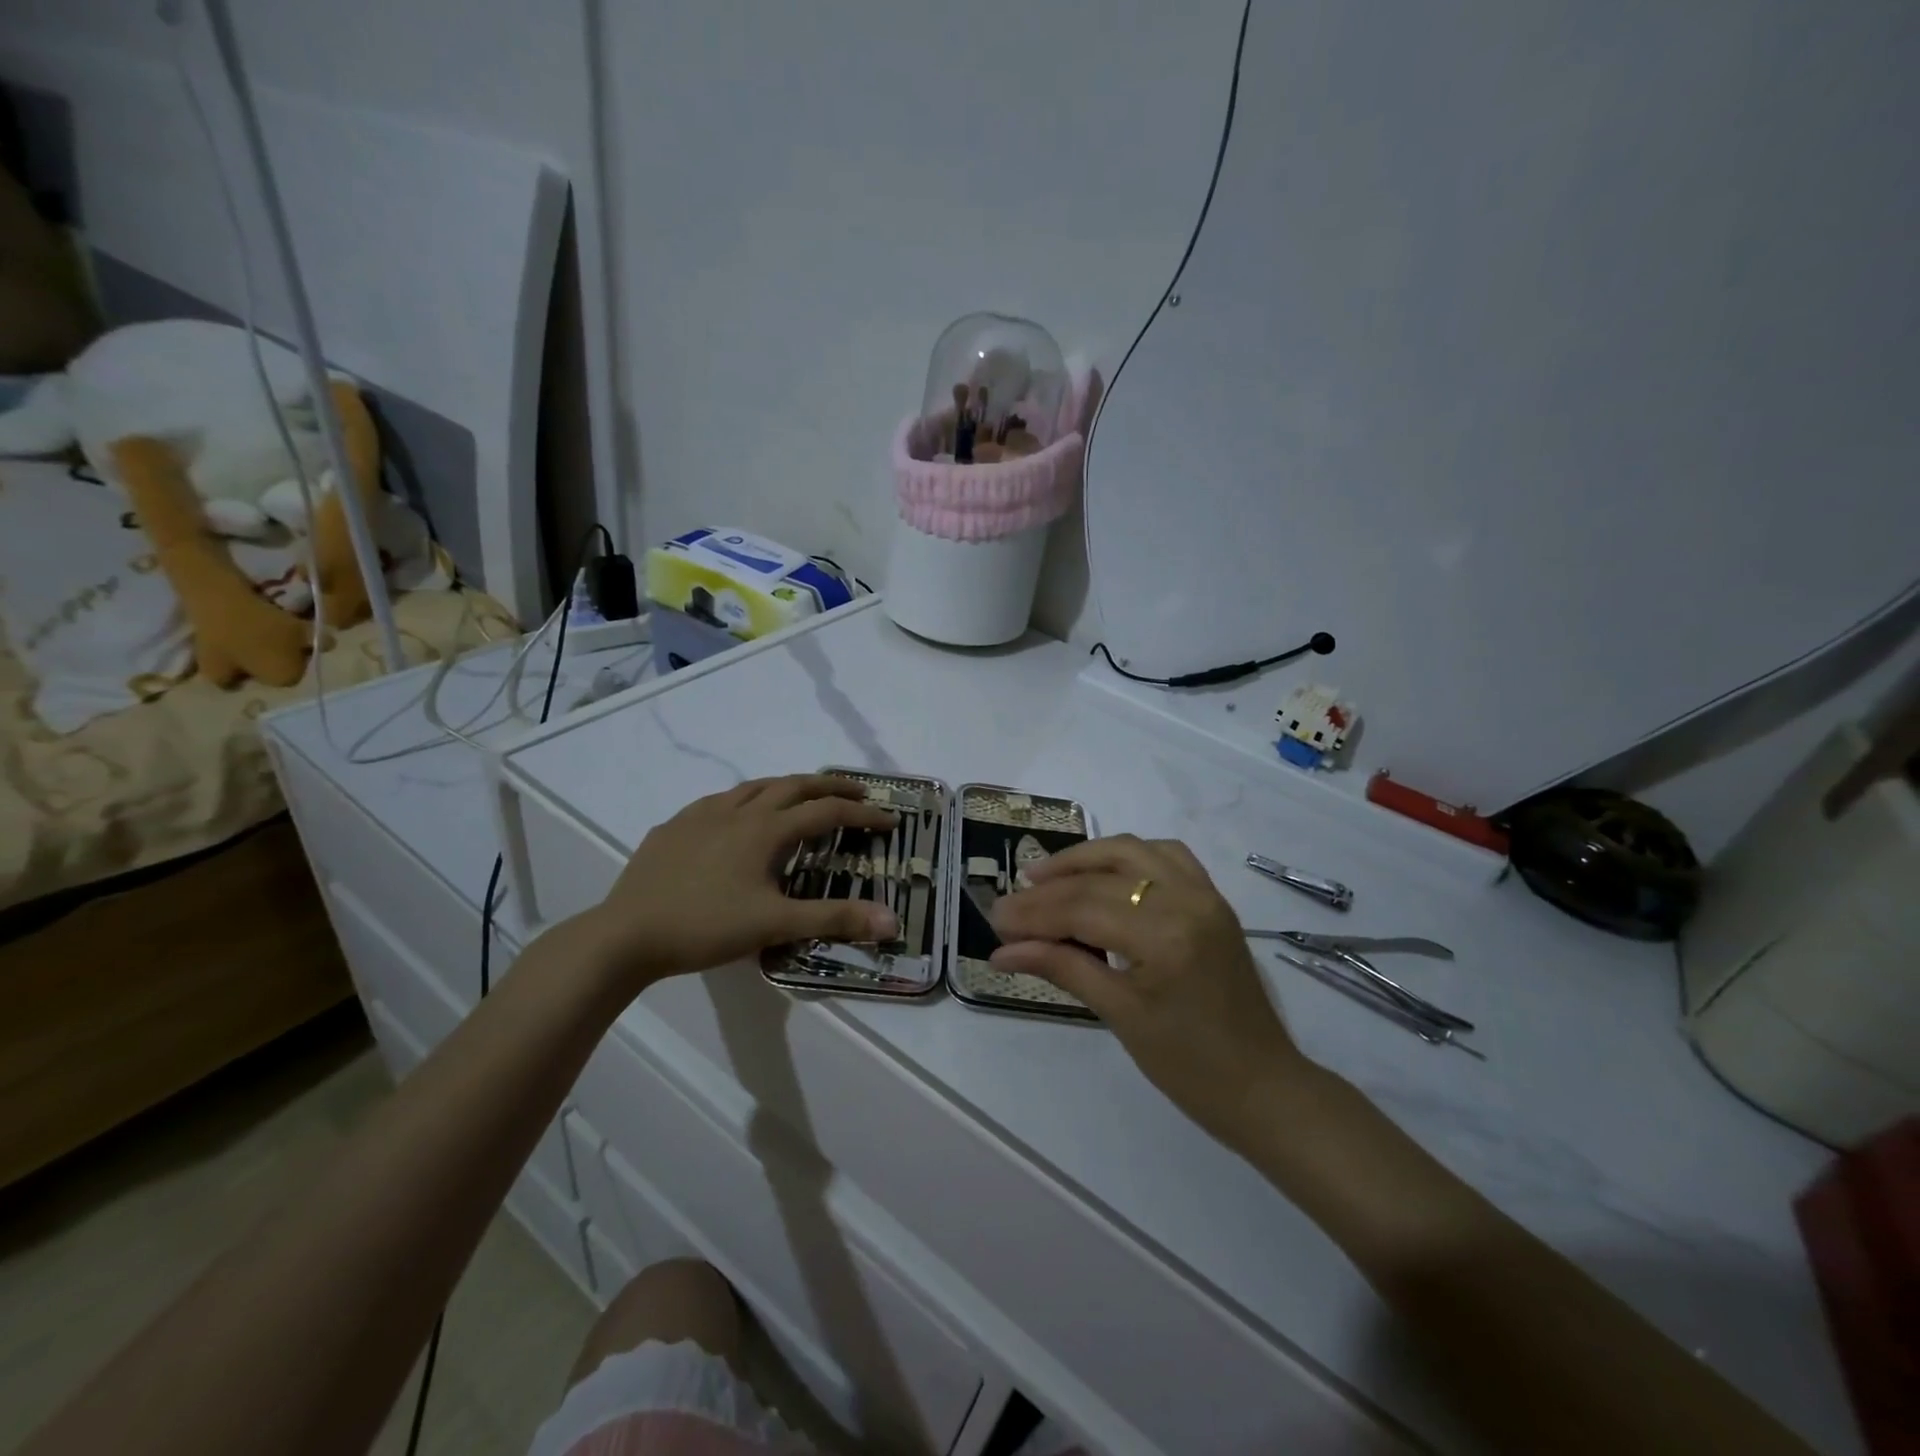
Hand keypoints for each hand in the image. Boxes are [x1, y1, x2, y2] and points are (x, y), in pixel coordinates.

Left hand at [584, 774, 899, 989]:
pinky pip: (719, 801)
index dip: (862, 814)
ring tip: (802, 797)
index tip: (889, 819)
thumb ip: (835, 920)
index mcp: (765, 830)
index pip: (826, 813)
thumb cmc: (706, 927)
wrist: (626, 934)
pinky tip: (738, 818)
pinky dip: (746, 800)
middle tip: (857, 793)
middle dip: (830, 787)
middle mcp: (737, 810)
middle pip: (793, 785)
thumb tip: (893, 921)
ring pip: (754, 786)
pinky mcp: (674, 826)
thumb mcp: (775, 925)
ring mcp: (701, 814)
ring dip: (787, 787)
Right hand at [989, 835, 1313, 1144]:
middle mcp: (1187, 900)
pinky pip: (1165, 856)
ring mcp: (1205, 894)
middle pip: (1100, 878)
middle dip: (1049, 890)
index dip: (1033, 913)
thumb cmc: (1189, 1067)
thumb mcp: (1119, 1015)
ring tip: (1044, 876)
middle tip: (1010, 904)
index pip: (1082, 909)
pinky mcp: (1212, 899)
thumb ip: (1062, 968)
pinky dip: (1127, 857)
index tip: (995, 920)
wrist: (1263, 1086)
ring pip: (1132, 850)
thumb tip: (1002, 951)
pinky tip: (1102, 874)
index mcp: (1165, 936)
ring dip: (1085, 858)